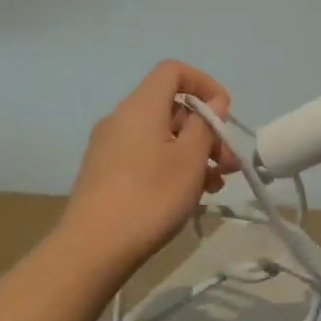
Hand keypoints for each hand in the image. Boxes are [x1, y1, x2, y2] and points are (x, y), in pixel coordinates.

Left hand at [61, 61, 239, 273]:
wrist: (92, 249)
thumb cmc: (150, 196)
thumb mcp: (190, 159)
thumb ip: (206, 124)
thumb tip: (214, 101)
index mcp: (141, 106)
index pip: (173, 71)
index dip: (204, 84)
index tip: (224, 114)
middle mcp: (121, 118)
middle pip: (170, 107)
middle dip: (205, 129)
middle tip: (228, 162)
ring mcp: (109, 147)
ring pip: (160, 136)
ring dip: (192, 153)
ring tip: (214, 185)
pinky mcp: (104, 173)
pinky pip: (145, 156)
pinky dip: (170, 166)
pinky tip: (188, 196)